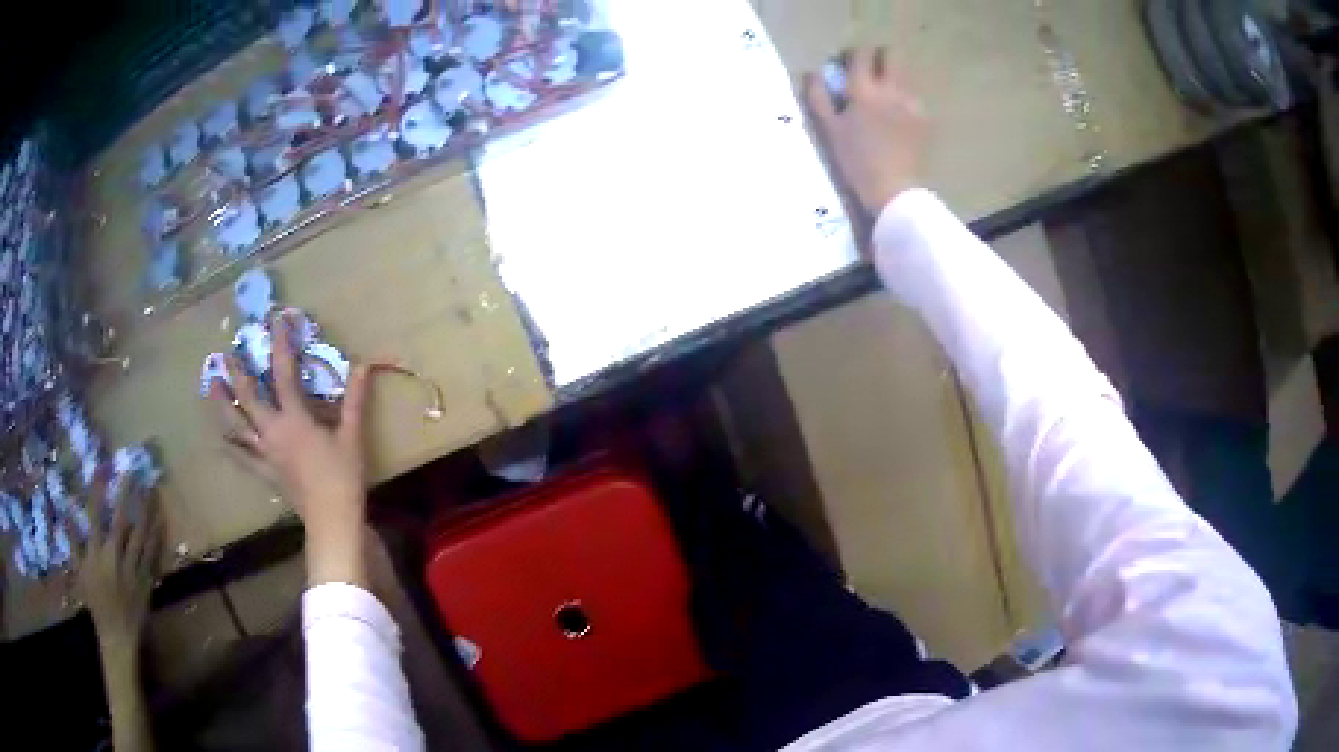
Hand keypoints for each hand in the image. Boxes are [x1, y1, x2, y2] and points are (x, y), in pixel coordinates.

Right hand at [73, 477, 161, 655]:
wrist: (118, 635)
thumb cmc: (96, 603)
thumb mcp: (80, 573)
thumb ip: (75, 543)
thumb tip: (66, 514)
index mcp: (96, 555)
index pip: (95, 516)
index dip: (98, 492)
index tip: (103, 468)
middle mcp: (114, 559)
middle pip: (121, 522)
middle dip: (127, 495)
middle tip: (134, 472)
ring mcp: (131, 571)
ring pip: (141, 536)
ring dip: (147, 512)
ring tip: (152, 490)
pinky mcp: (145, 582)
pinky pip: (153, 555)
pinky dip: (157, 537)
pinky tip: (162, 521)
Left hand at [211, 311, 376, 586]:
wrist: (331, 519)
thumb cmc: (343, 476)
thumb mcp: (352, 435)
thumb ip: (354, 399)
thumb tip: (362, 365)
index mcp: (294, 418)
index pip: (283, 372)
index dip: (280, 344)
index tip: (276, 321)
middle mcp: (273, 431)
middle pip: (249, 397)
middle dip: (238, 373)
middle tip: (227, 353)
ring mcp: (266, 453)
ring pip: (238, 425)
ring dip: (223, 403)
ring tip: (212, 384)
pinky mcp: (266, 472)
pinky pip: (243, 457)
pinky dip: (230, 446)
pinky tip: (219, 438)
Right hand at [804, 48, 928, 215]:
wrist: (893, 190)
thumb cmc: (855, 161)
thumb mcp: (829, 130)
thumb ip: (818, 96)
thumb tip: (811, 73)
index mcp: (864, 90)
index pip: (861, 54)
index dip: (852, 53)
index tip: (845, 64)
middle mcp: (891, 90)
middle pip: (891, 55)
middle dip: (879, 57)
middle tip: (868, 72)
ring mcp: (911, 103)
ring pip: (904, 76)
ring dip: (891, 80)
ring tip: (881, 101)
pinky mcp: (924, 119)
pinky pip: (912, 99)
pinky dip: (902, 102)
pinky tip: (895, 122)